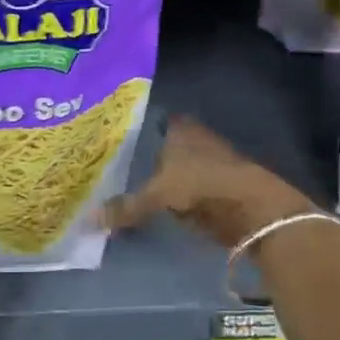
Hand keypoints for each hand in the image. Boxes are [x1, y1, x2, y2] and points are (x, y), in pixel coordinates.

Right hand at [104, 116, 313, 249]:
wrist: (253, 208)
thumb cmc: (203, 184)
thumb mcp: (158, 195)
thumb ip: (125, 207)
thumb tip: (87, 219)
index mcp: (179, 128)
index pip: (151, 121)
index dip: (133, 130)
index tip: (110, 141)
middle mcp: (193, 138)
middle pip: (161, 145)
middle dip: (142, 156)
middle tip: (110, 168)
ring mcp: (207, 162)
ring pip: (174, 168)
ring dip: (158, 178)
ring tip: (125, 188)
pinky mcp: (217, 187)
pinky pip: (185, 189)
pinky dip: (173, 197)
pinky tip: (154, 206)